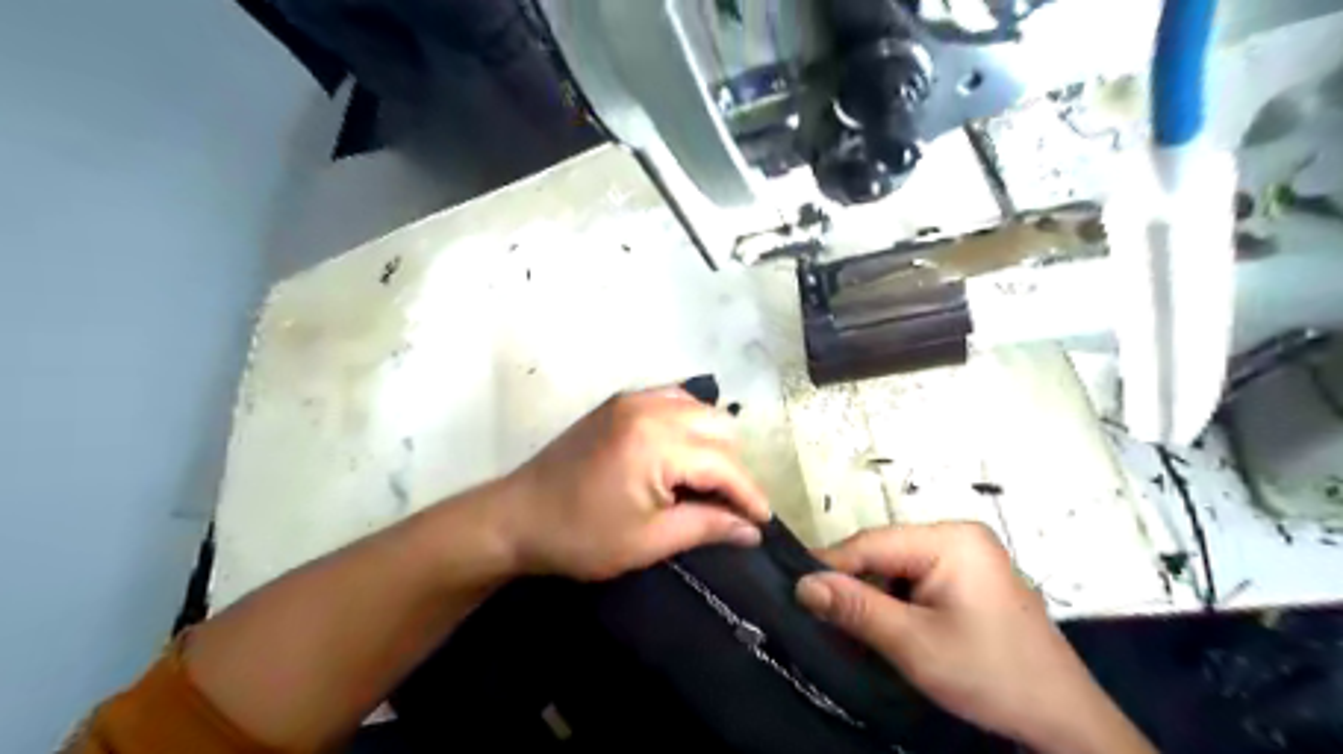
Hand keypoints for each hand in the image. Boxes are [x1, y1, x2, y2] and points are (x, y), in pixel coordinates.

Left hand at [494, 385, 772, 579]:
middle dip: (732, 468)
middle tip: (727, 507)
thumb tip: (751, 530)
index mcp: (657, 443)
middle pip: (719, 428)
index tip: (763, 522)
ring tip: (705, 482)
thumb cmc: (580, 537)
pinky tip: (682, 453)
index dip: (749, 494)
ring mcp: (633, 399)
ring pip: (699, 409)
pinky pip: (673, 400)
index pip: (724, 463)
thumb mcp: (648, 541)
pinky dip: (688, 423)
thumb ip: (707, 526)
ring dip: (712, 443)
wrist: (516, 516)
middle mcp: (650, 408)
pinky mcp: (620, 402)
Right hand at [796, 524, 1153, 752]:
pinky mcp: (970, 577)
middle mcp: (958, 535)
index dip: (830, 566)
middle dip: (854, 585)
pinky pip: (918, 579)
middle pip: (885, 553)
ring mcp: (968, 555)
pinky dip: (896, 602)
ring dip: (874, 596)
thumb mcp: (914, 643)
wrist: (1063, 720)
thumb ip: (856, 608)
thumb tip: (803, 585)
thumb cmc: (989, 674)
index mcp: (951, 538)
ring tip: (850, 625)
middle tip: (821, 615)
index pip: (872, 542)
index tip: (795, 588)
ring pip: (898, 567)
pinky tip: (886, 626)